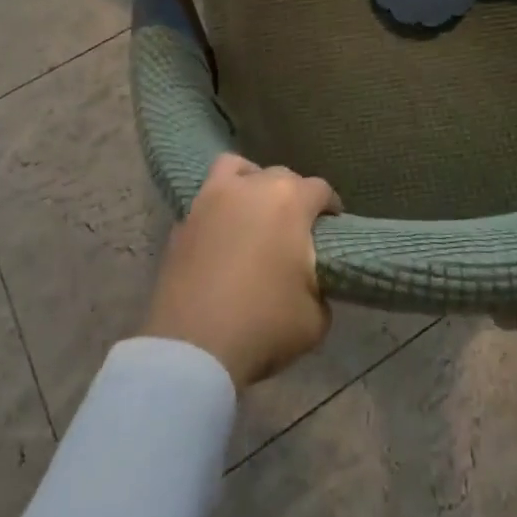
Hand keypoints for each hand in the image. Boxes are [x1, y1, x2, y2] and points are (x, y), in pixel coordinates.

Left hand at [141, 154, 342, 389]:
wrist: (192, 347)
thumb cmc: (262, 325)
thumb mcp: (315, 319)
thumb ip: (321, 289)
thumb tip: (312, 283)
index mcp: (291, 201)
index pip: (321, 189)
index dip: (330, 207)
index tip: (332, 227)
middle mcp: (253, 186)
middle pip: (282, 176)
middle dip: (293, 196)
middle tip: (294, 228)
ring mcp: (213, 198)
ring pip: (239, 169)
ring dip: (251, 182)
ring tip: (254, 210)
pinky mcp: (184, 219)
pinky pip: (207, 199)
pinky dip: (218, 208)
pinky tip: (222, 234)